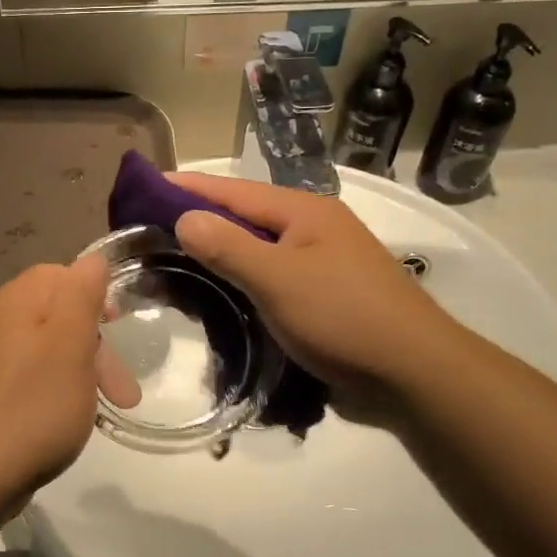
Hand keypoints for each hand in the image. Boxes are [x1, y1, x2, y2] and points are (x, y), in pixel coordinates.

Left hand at [0, 257, 121, 508]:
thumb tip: (92, 260)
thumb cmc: (33, 407)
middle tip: (123, 391)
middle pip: (58, 314)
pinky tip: (68, 421)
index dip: (96, 298)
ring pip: (48, 350)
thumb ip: (82, 294)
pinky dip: (57, 392)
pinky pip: (30, 378)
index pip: (62, 274)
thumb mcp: (71, 344)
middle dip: (96, 346)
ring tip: (103, 408)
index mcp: (17, 301)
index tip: (119, 332)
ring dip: (82, 373)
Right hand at [168, 173, 452, 389]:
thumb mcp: (279, 279)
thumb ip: (229, 247)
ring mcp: (319, 263)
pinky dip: (239, 281)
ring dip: (216, 253)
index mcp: (303, 212)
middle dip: (197, 221)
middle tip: (146, 230)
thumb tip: (184, 217)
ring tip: (170, 260)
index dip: (186, 187)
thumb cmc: (344, 317)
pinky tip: (216, 293)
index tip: (144, 184)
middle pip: (243, 218)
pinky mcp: (321, 296)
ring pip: (255, 250)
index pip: (231, 190)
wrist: (413, 373)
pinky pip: (268, 278)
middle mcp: (311, 229)